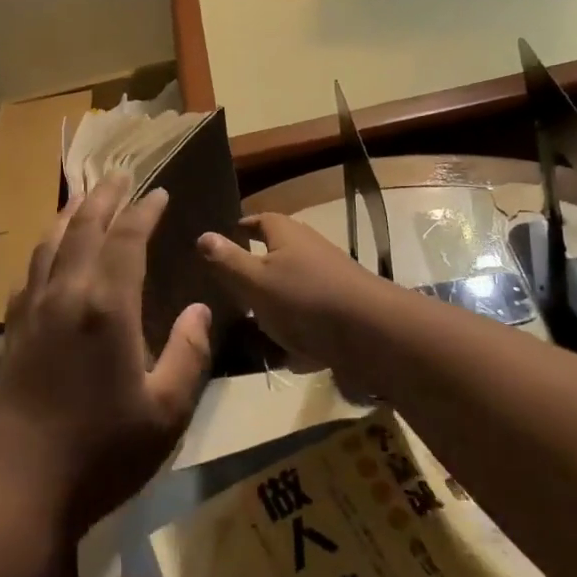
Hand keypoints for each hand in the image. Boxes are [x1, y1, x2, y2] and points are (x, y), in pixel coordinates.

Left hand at [0, 174, 212, 536]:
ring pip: (50, 243)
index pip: (127, 239)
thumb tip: (201, 309)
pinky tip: (50, 255)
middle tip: (118, 175)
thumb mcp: (166, 412)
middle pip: (84, 227)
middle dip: (104, 197)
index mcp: (106, 306)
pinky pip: (30, 271)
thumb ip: (188, 353)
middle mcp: (66, 293)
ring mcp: (33, 309)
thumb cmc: (102, 451)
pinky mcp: (12, 329)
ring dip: (71, 214)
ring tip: (85, 199)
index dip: (144, 211)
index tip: (159, 193)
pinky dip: (46, 249)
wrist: (20, 484)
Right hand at [198, 213, 389, 372]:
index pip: (257, 220)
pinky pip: (311, 320)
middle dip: (253, 274)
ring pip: (291, 291)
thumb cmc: (305, 299)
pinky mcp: (341, 311)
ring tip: (250, 330)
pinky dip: (299, 335)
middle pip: (274, 256)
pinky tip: (288, 356)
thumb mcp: (255, 280)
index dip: (239, 229)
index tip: (220, 243)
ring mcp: (328, 280)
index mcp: (285, 234)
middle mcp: (308, 250)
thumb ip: (226, 260)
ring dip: (274, 309)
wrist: (373, 335)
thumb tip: (202, 235)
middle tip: (227, 293)